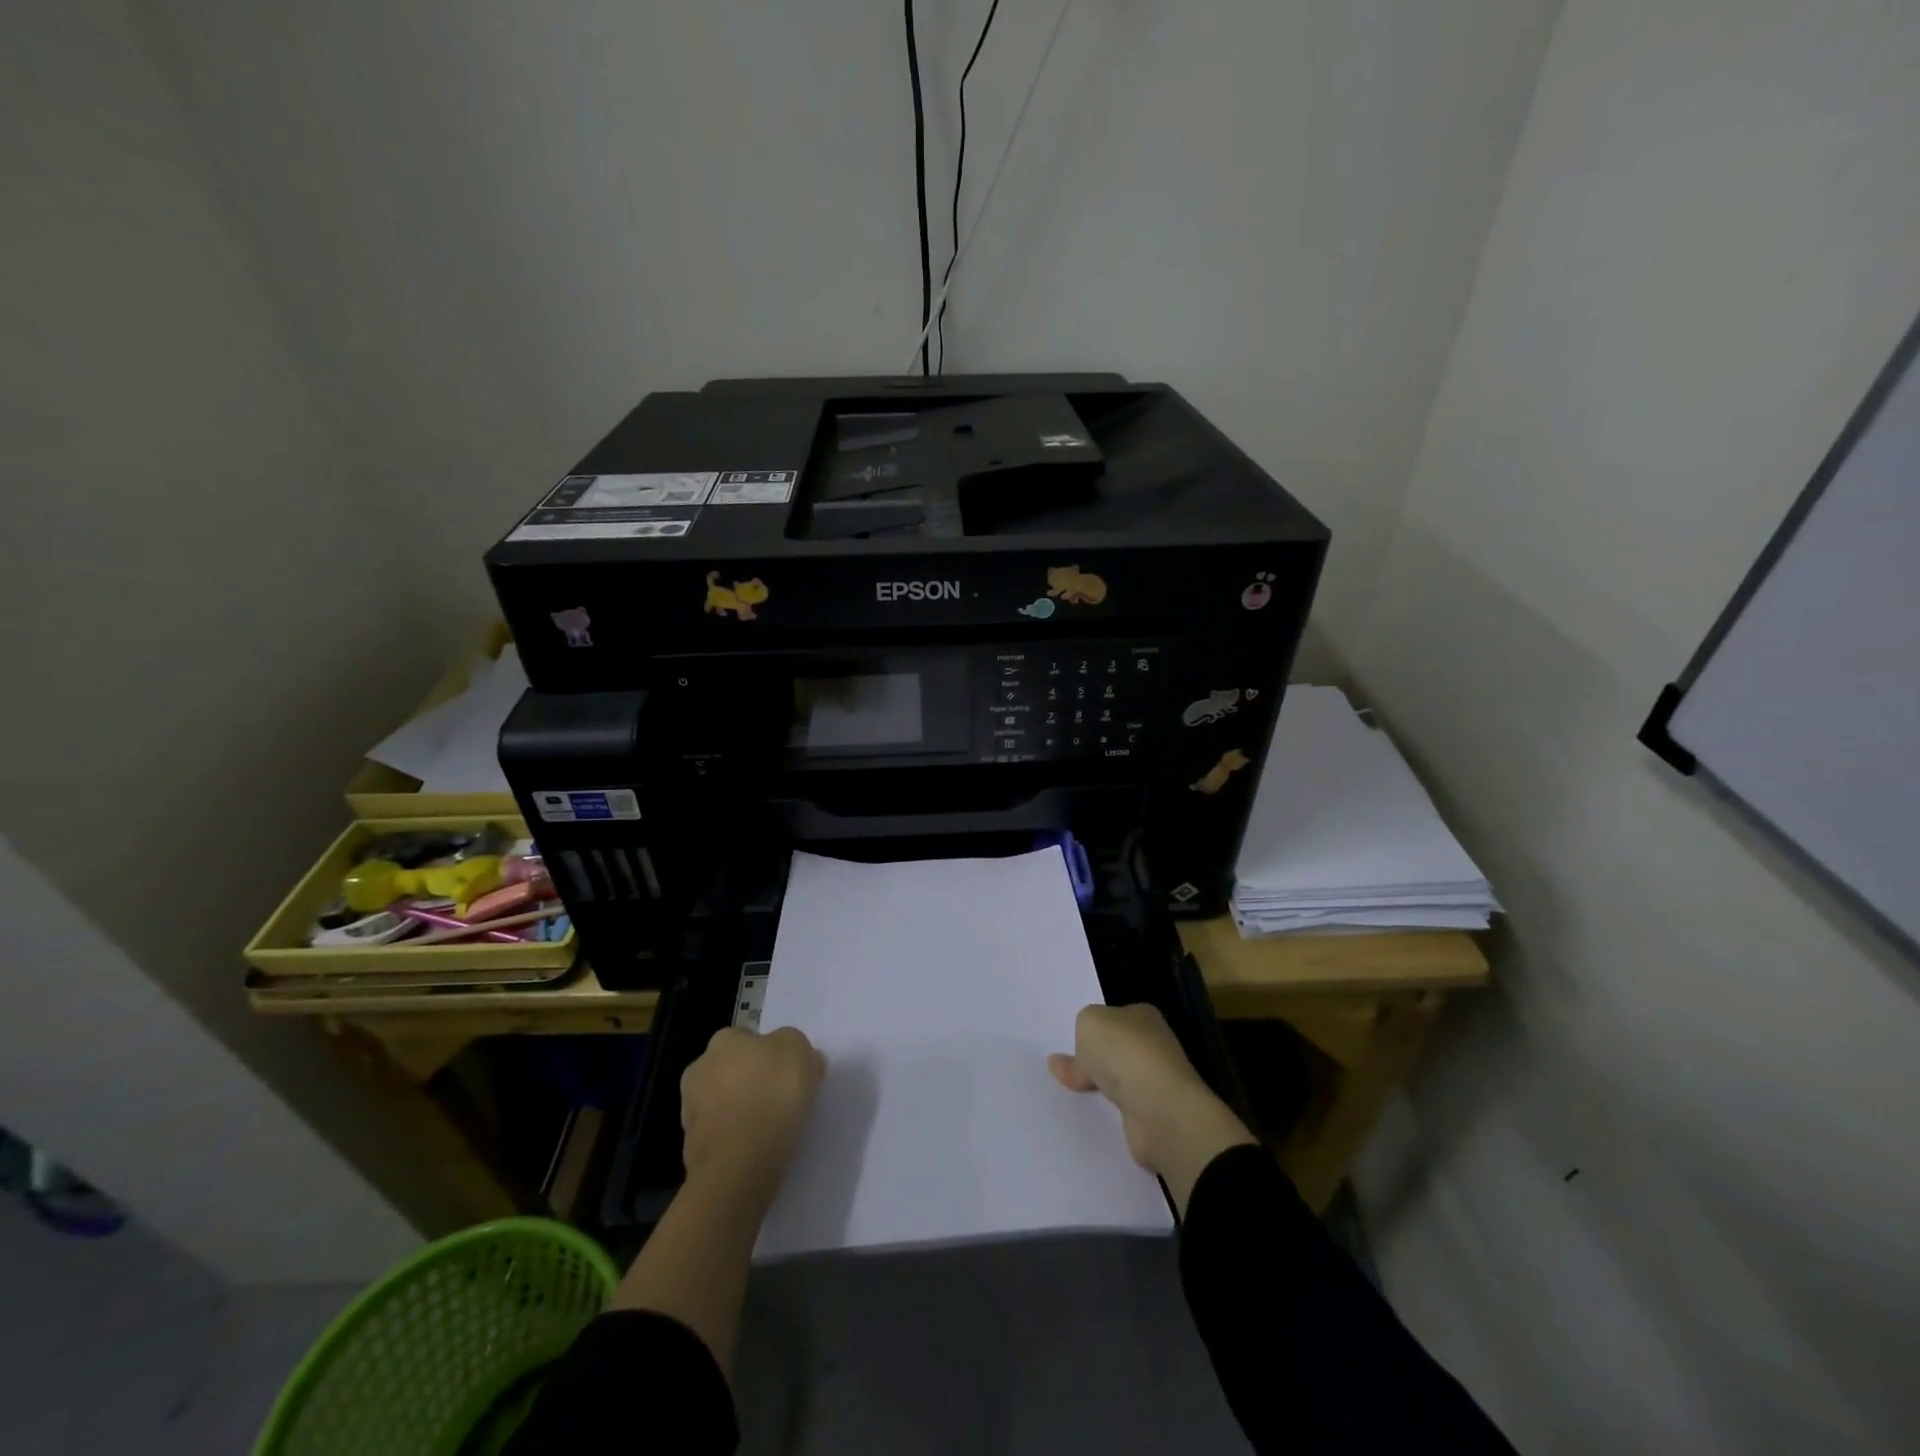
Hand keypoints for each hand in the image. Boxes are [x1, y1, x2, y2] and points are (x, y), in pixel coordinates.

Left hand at [680, 1026, 826, 1207]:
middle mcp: (699, 1069)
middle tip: (779, 1098)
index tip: (787, 1072)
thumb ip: (796, 1047)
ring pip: (723, 1104)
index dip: (768, 1053)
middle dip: (749, 1081)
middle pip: (731, 1070)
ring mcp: (691, 1112)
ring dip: (740, 1112)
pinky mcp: (691, 1151)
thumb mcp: (800, 1052)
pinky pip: (722, 1137)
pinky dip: (736, 1140)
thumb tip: (796, 1057)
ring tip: (772, 1129)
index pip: (746, 1038)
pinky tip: (757, 1150)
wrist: (740, 1163)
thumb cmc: (772, 1095)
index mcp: (723, 1040)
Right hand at [1048, 1003, 1254, 1213]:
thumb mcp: (1089, 1023)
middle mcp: (1154, 1046)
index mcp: (1143, 1017)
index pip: (1115, 1017)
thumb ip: (1081, 1031)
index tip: (1073, 1041)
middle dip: (1095, 1058)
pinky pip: (1121, 1108)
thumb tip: (1072, 1053)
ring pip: (1119, 1079)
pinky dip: (1107, 1111)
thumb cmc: (1125, 1054)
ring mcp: (1156, 1082)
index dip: (1094, 1028)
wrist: (1159, 1110)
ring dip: (1100, 1086)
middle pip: (1117, 1049)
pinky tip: (1088, 1113)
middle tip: (1064, 1069)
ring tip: (1070, 1091)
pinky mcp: (1153, 1115)